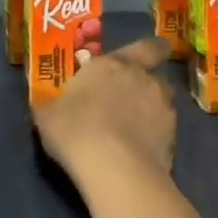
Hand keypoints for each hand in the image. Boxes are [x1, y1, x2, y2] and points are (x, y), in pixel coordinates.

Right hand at [31, 37, 176, 181]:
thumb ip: (51, 105)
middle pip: (155, 77)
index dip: (152, 49)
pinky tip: (138, 153)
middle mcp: (143, 80)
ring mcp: (164, 112)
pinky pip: (164, 134)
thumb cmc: (75, 128)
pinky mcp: (173, 142)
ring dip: (152, 112)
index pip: (145, 47)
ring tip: (134, 130)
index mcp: (113, 65)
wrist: (114, 169)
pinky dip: (154, 139)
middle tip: (130, 97)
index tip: (155, 51)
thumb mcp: (47, 115)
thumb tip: (44, 105)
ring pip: (163, 105)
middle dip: (146, 85)